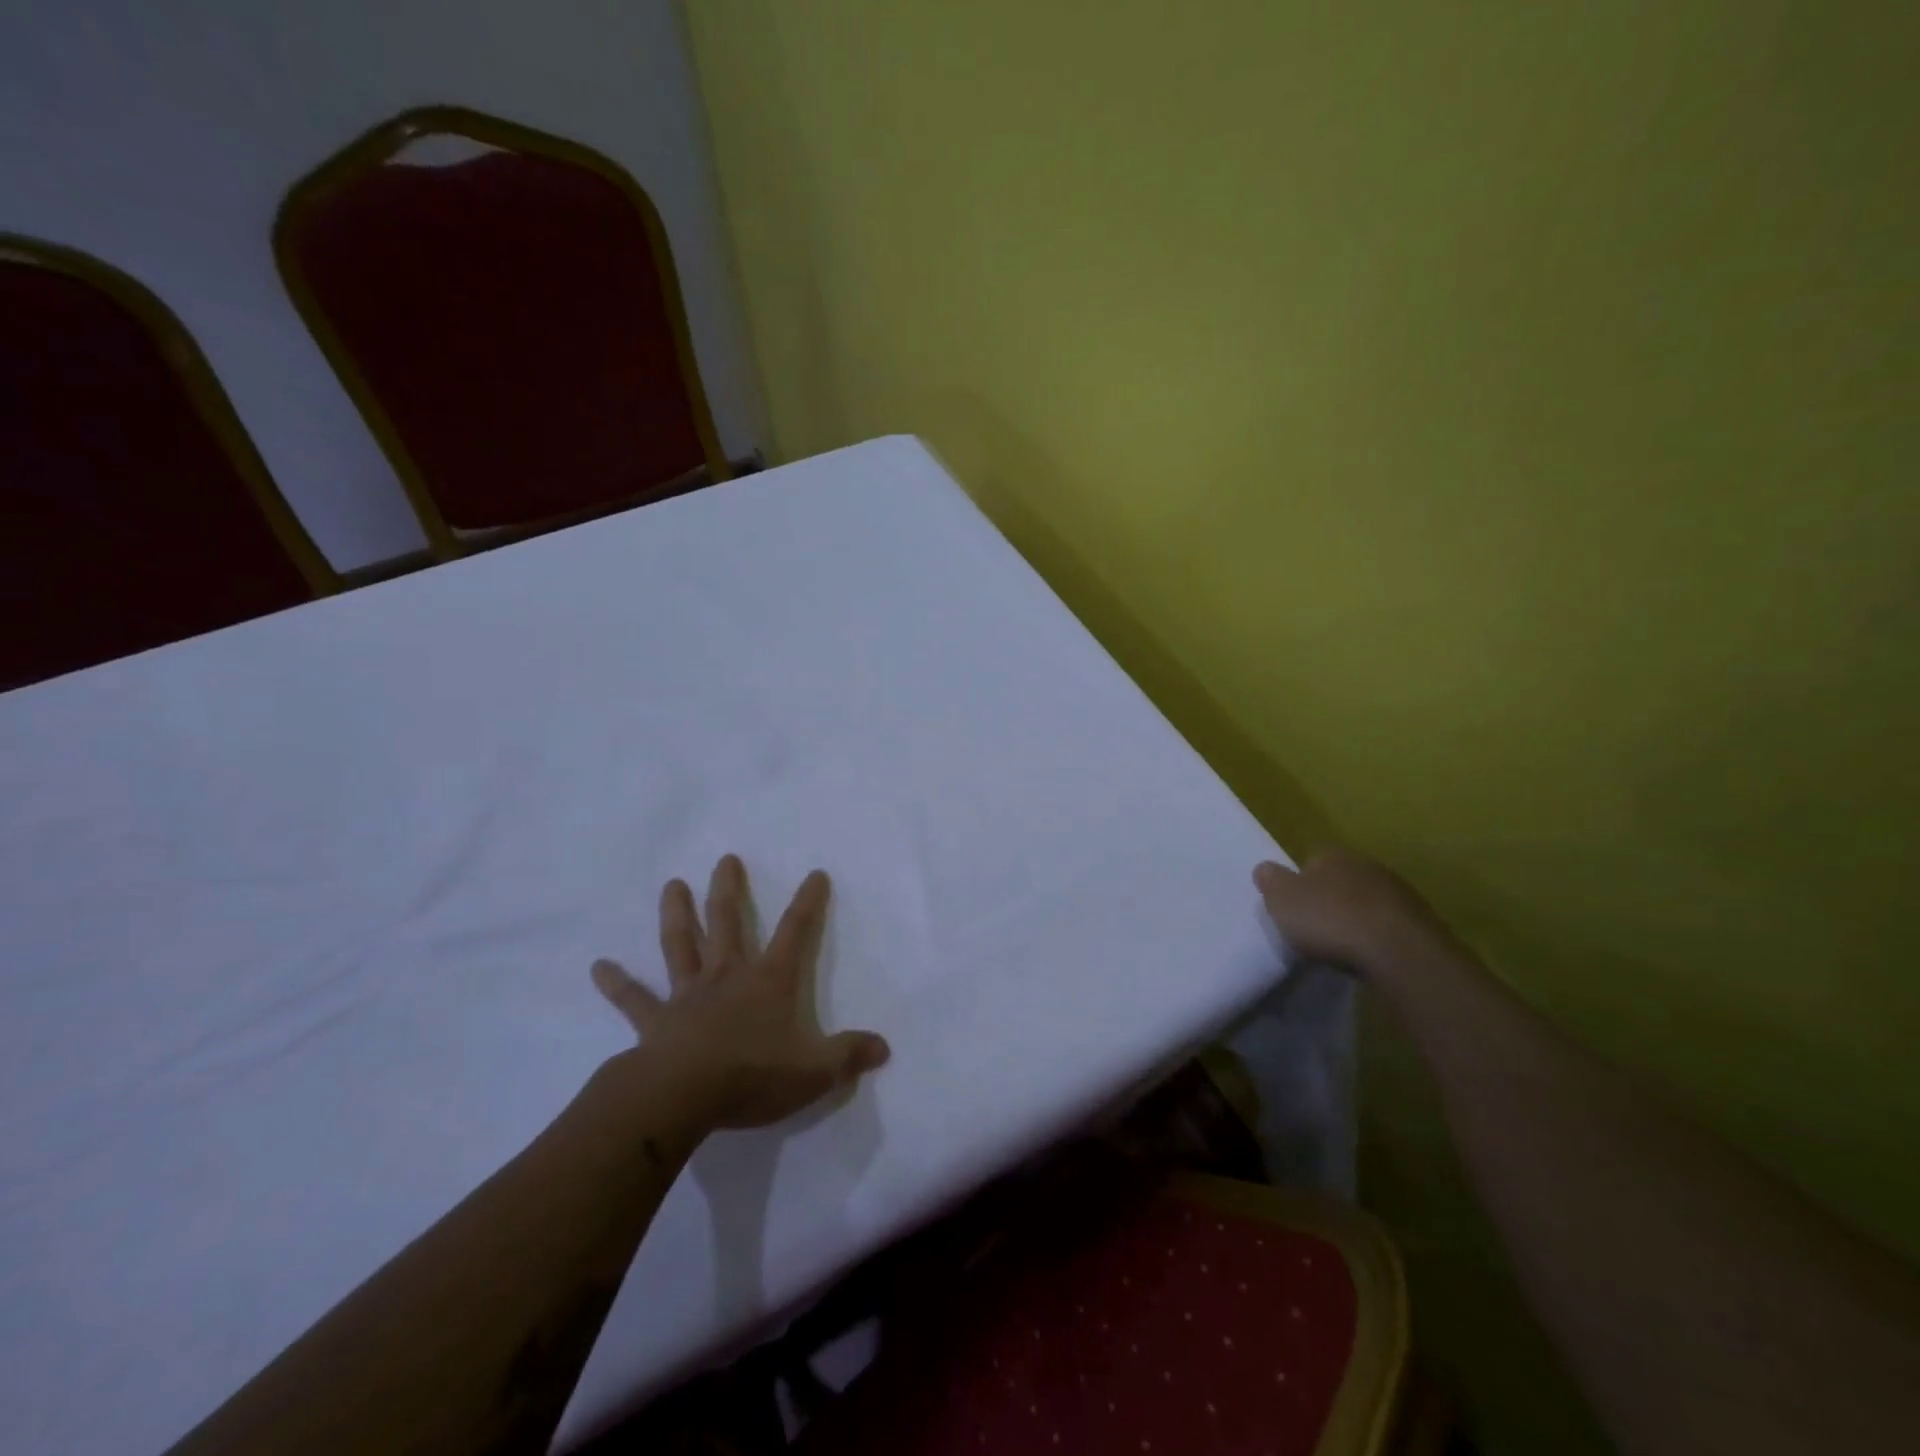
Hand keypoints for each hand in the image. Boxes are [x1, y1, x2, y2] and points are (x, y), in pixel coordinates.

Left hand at [590, 855, 890, 1131]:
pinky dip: (617, 983)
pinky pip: (634, 999)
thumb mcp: (815, 1071)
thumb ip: (849, 1055)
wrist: (682, 1097)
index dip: (808, 902)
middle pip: (728, 921)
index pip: (795, 932)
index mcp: (769, 981)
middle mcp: (728, 976)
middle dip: (729, 889)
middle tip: (725, 859)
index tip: (815, 874)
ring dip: (677, 914)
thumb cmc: (753, 1075)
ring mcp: (687, 995)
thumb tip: (884, 1048)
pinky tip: (598, 967)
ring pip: (681, 944)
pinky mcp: (655, 1022)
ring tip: (672, 884)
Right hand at [1254, 849, 1451, 974]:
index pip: (1310, 862)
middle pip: (1341, 881)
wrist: (1398, 951)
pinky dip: (1378, 936)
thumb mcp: (1281, 899)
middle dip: (1331, 899)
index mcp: (1333, 855)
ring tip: (1344, 946)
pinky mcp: (1422, 922)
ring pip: (1368, 902)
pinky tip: (1369, 955)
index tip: (1295, 909)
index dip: (1300, 885)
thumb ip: (1270, 880)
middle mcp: (1367, 865)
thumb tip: (1265, 868)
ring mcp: (1399, 893)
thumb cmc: (1330, 919)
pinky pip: (1389, 925)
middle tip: (1317, 927)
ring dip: (1357, 918)